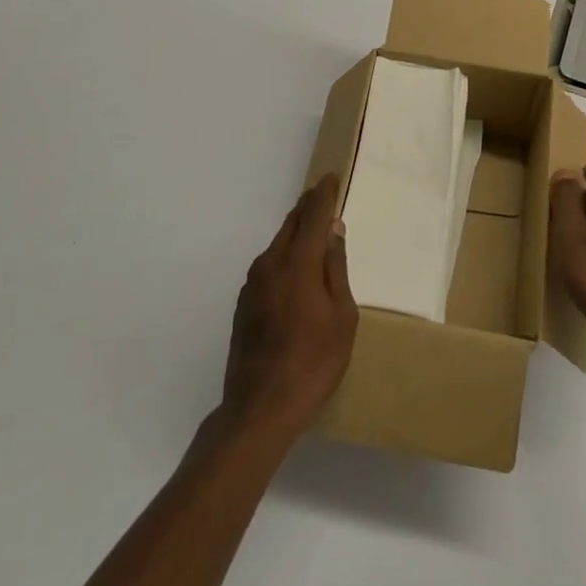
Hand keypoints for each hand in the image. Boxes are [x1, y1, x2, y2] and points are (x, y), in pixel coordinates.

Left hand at [220, 174, 357, 445]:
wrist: (259, 408)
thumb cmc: (313, 362)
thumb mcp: (341, 317)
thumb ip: (335, 269)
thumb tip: (333, 231)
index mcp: (297, 263)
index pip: (312, 215)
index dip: (323, 194)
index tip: (331, 177)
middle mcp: (270, 265)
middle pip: (290, 225)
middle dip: (307, 207)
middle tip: (323, 197)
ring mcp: (253, 285)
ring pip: (277, 244)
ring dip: (295, 231)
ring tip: (314, 230)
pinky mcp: (244, 304)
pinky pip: (269, 265)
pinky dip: (285, 254)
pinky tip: (297, 269)